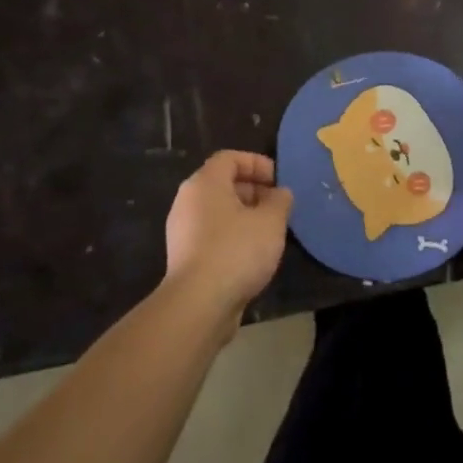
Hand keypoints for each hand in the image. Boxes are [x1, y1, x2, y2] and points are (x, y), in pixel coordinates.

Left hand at [164, 150, 292, 317]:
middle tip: (279, 206)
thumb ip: (280, 201)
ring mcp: (183, 230)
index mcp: (204, 183)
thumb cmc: (236, 250)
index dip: (257, 163)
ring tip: (270, 231)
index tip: (279, 181)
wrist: (198, 304)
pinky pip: (213, 234)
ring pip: (218, 211)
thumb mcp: (271, 221)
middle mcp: (188, 201)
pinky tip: (253, 255)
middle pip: (223, 183)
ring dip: (246, 215)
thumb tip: (280, 194)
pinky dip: (233, 236)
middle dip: (254, 190)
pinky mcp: (185, 257)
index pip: (230, 158)